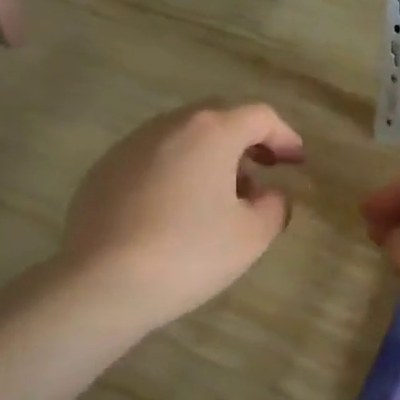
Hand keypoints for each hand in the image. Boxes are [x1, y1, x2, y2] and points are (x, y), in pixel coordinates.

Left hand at [61, 102, 303, 330]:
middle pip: (218, 118)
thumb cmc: (189, 253)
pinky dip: (177, 172)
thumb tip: (270, 196)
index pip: (260, 117)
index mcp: (210, 132)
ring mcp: (130, 146)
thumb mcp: (251, 236)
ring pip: (182, 138)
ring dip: (210, 157)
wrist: (102, 282)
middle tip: (264, 171)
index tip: (297, 162)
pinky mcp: (103, 171)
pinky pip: (153, 160)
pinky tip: (178, 211)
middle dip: (247, 141)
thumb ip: (274, 207)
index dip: (285, 137)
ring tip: (222, 197)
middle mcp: (168, 126)